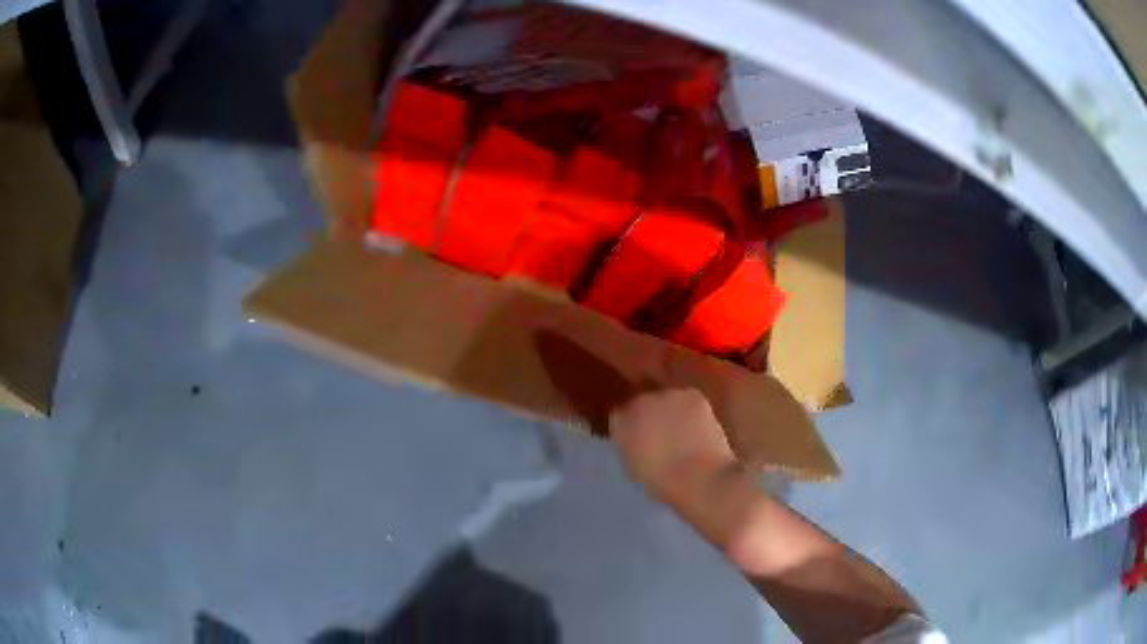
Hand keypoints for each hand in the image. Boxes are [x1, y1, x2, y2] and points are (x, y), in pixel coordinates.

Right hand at [609, 388, 737, 503]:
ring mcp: (668, 395)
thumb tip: (637, 439)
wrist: (697, 477)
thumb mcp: (633, 466)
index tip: (640, 438)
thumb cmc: (661, 481)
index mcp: (620, 421)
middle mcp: (640, 401)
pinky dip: (693, 413)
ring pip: (668, 400)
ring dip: (672, 412)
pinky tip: (699, 429)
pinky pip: (690, 401)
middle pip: (643, 402)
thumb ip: (630, 445)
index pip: (620, 415)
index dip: (632, 426)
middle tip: (662, 434)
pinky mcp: (694, 395)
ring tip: (684, 433)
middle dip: (651, 415)